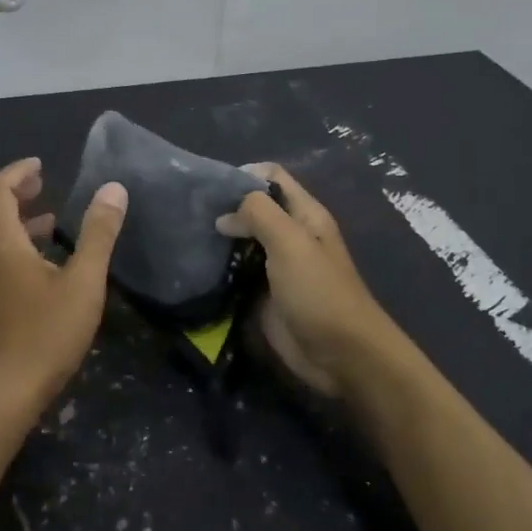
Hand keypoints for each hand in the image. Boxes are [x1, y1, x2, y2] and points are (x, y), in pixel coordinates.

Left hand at [0, 158, 127, 416]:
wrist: (6, 395)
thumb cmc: (46, 333)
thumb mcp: (83, 281)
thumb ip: (98, 234)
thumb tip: (113, 189)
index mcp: (2, 244)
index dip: (17, 172)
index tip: (41, 164)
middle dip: (17, 193)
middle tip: (44, 184)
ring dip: (20, 221)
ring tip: (52, 220)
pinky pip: (0, 260)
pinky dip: (20, 246)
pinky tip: (48, 265)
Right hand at [216, 163, 398, 396]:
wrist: (341, 355)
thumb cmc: (319, 291)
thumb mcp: (290, 241)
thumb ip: (258, 214)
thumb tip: (225, 216)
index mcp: (304, 214)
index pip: (272, 177)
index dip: (244, 175)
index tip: (212, 188)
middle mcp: (291, 234)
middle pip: (254, 208)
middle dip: (226, 207)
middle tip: (194, 215)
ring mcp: (277, 265)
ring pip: (243, 240)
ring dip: (220, 239)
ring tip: (190, 238)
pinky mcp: (264, 294)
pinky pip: (238, 272)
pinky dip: (220, 268)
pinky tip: (198, 267)